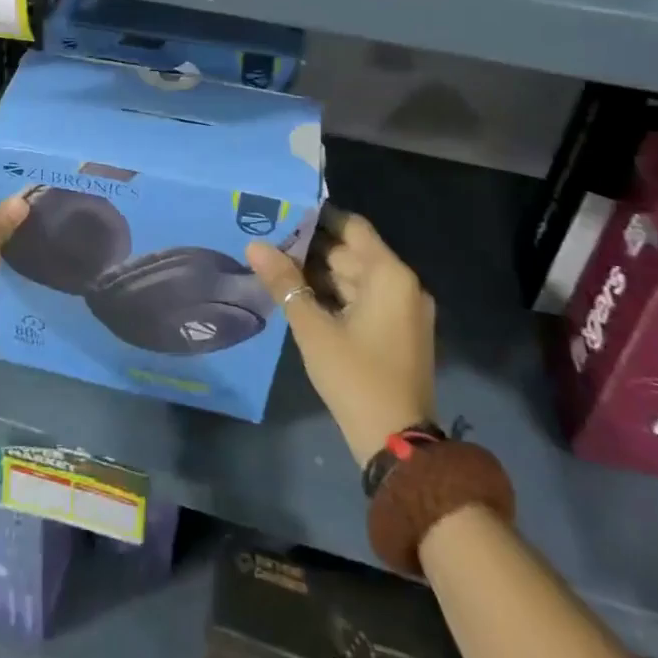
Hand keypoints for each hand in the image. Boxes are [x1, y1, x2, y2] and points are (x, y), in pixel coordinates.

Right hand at [246, 209, 435, 465]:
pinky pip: (363, 299)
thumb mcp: (313, 328)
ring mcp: (403, 310)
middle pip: (352, 252)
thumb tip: (254, 245)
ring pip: (355, 277)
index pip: (352, 227)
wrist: (397, 445)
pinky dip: (335, 295)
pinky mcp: (398, 332)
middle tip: (269, 241)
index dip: (318, 217)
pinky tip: (300, 295)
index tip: (283, 212)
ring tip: (276, 266)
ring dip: (320, 273)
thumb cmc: (355, 377)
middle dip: (311, 248)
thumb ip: (284, 282)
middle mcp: (403, 285)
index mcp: (390, 275)